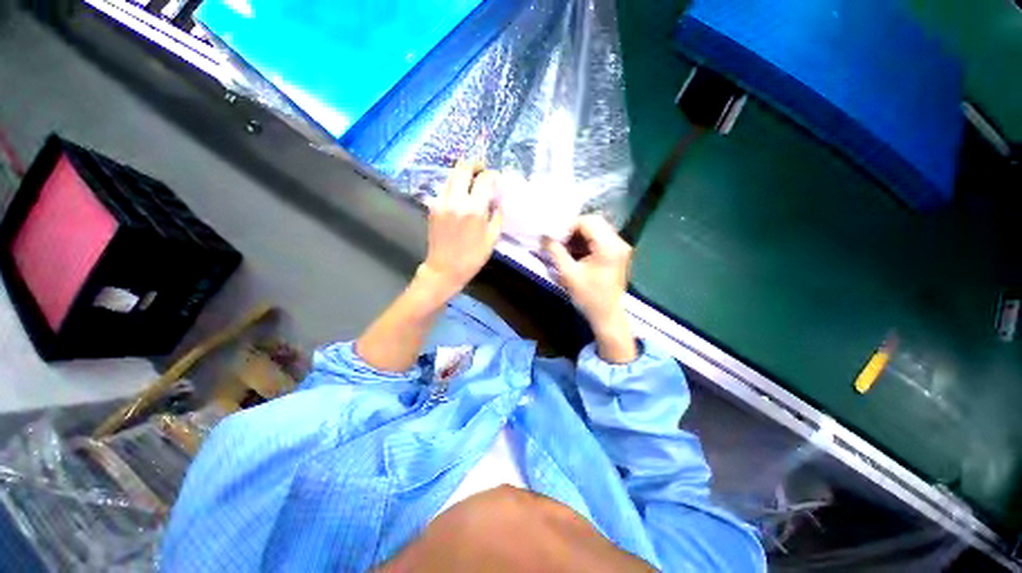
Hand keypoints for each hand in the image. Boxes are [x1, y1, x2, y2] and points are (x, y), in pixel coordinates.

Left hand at [420, 160, 503, 300]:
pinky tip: (460, 195)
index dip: (492, 175)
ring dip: (463, 174)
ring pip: (452, 175)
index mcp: (474, 209)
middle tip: (482, 171)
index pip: (485, 179)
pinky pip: (445, 187)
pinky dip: (454, 185)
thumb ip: (497, 215)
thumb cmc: (472, 257)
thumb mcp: (492, 238)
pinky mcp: (432, 206)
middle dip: (475, 164)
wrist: (444, 269)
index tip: (496, 179)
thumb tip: (497, 199)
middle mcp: (456, 200)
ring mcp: (441, 201)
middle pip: (463, 167)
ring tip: (472, 182)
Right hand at [544, 216, 636, 362]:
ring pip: (597, 231)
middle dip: (573, 229)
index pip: (587, 222)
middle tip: (558, 240)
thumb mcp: (568, 274)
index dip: (568, 225)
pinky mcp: (617, 255)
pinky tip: (573, 252)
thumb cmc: (589, 297)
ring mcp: (620, 248)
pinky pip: (600, 240)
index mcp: (609, 246)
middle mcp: (619, 242)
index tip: (554, 236)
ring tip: (563, 247)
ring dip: (578, 236)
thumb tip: (544, 236)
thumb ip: (555, 251)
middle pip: (594, 223)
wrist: (607, 316)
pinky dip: (585, 243)